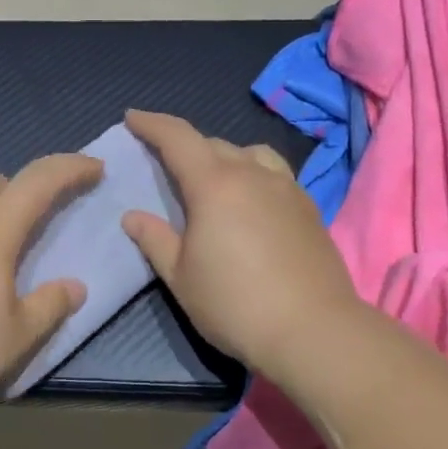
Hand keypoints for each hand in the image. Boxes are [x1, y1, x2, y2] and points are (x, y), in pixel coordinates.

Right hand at [122, 110, 365, 381]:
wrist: (314, 331)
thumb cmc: (236, 305)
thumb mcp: (181, 277)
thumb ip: (155, 240)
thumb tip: (133, 216)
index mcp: (214, 184)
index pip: (178, 138)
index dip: (152, 124)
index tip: (133, 117)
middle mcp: (252, 174)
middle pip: (213, 144)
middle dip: (185, 146)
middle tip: (165, 163)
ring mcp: (286, 188)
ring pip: (250, 153)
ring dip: (224, 157)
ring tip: (213, 180)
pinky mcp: (308, 207)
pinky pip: (274, 173)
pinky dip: (253, 174)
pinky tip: (251, 203)